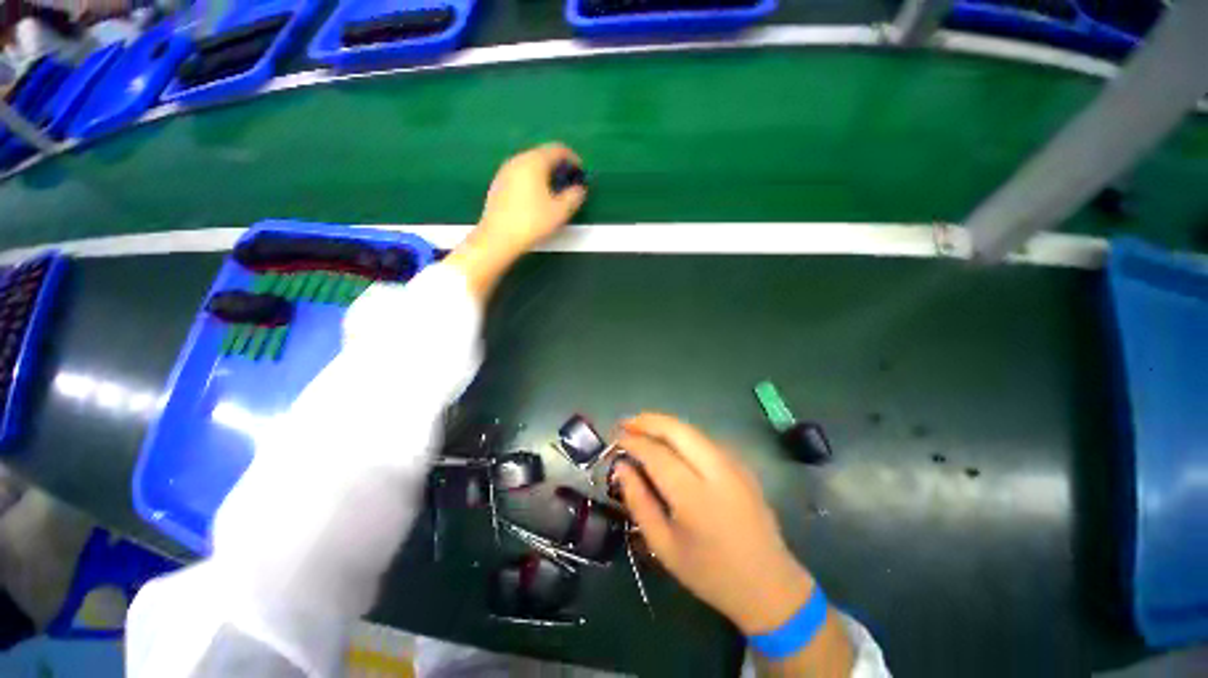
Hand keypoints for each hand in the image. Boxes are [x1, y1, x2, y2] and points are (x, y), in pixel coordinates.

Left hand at [476, 143, 586, 257]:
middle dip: (559, 166)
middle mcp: (517, 160)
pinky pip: (520, 176)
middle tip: (569, 183)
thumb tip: (579, 189)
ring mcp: (504, 171)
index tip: (581, 173)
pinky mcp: (498, 185)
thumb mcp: (560, 212)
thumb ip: (574, 196)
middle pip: (542, 155)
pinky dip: (533, 181)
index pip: (558, 149)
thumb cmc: (532, 222)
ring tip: (555, 192)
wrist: (498, 238)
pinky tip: (536, 199)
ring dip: (545, 174)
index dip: (573, 159)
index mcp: (534, 161)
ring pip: (530, 165)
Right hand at [610, 413, 813, 634]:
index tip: (615, 438)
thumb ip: (638, 502)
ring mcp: (733, 464)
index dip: (633, 441)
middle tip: (625, 423)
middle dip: (648, 420)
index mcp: (695, 497)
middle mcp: (717, 471)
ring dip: (664, 424)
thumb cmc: (709, 573)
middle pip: (677, 429)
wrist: (768, 584)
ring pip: (692, 430)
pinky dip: (681, 434)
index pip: (656, 454)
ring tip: (641, 427)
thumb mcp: (663, 546)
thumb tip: (621, 467)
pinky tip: (668, 442)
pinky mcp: (742, 464)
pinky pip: (704, 439)